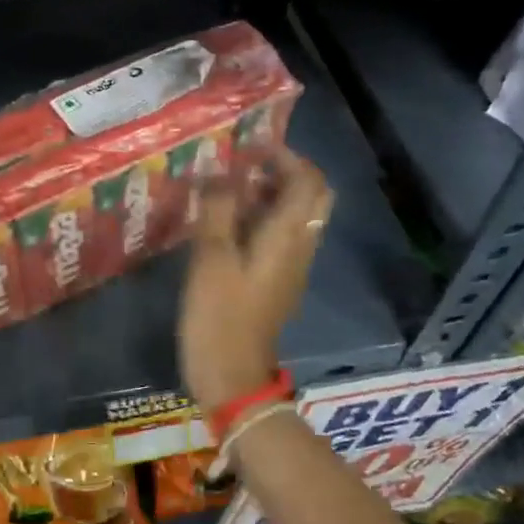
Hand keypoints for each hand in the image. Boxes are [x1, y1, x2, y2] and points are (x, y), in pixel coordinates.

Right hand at [179, 148, 331, 415]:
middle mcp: (299, 247)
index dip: (285, 156)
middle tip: (246, 167)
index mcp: (287, 236)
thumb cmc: (219, 316)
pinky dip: (264, 219)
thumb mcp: (211, 258)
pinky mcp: (277, 283)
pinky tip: (228, 224)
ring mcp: (291, 267)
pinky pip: (281, 238)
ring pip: (297, 217)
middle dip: (285, 173)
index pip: (307, 180)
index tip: (250, 147)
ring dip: (273, 195)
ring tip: (230, 189)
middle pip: (312, 197)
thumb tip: (220, 172)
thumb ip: (218, 209)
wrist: (232, 377)